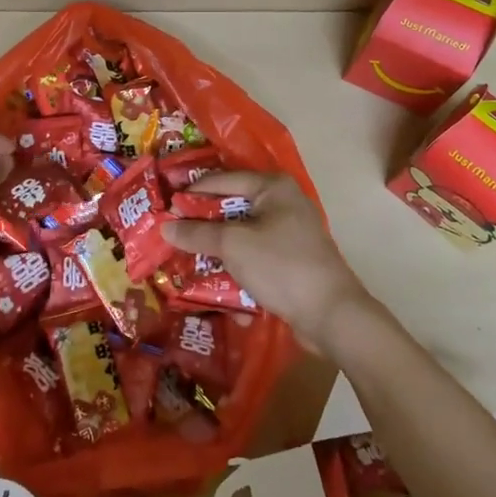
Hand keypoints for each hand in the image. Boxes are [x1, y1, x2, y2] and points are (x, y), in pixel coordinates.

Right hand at [162, 171, 377, 357]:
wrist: (331, 315)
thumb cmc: (281, 266)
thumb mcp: (233, 245)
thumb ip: (197, 233)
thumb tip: (165, 226)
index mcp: (272, 187)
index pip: (221, 181)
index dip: (191, 195)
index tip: (164, 210)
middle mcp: (282, 203)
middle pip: (230, 209)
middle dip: (202, 227)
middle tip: (171, 236)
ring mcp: (288, 234)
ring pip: (240, 236)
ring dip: (216, 252)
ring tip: (186, 264)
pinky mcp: (289, 261)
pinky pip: (254, 258)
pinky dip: (236, 270)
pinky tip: (217, 289)